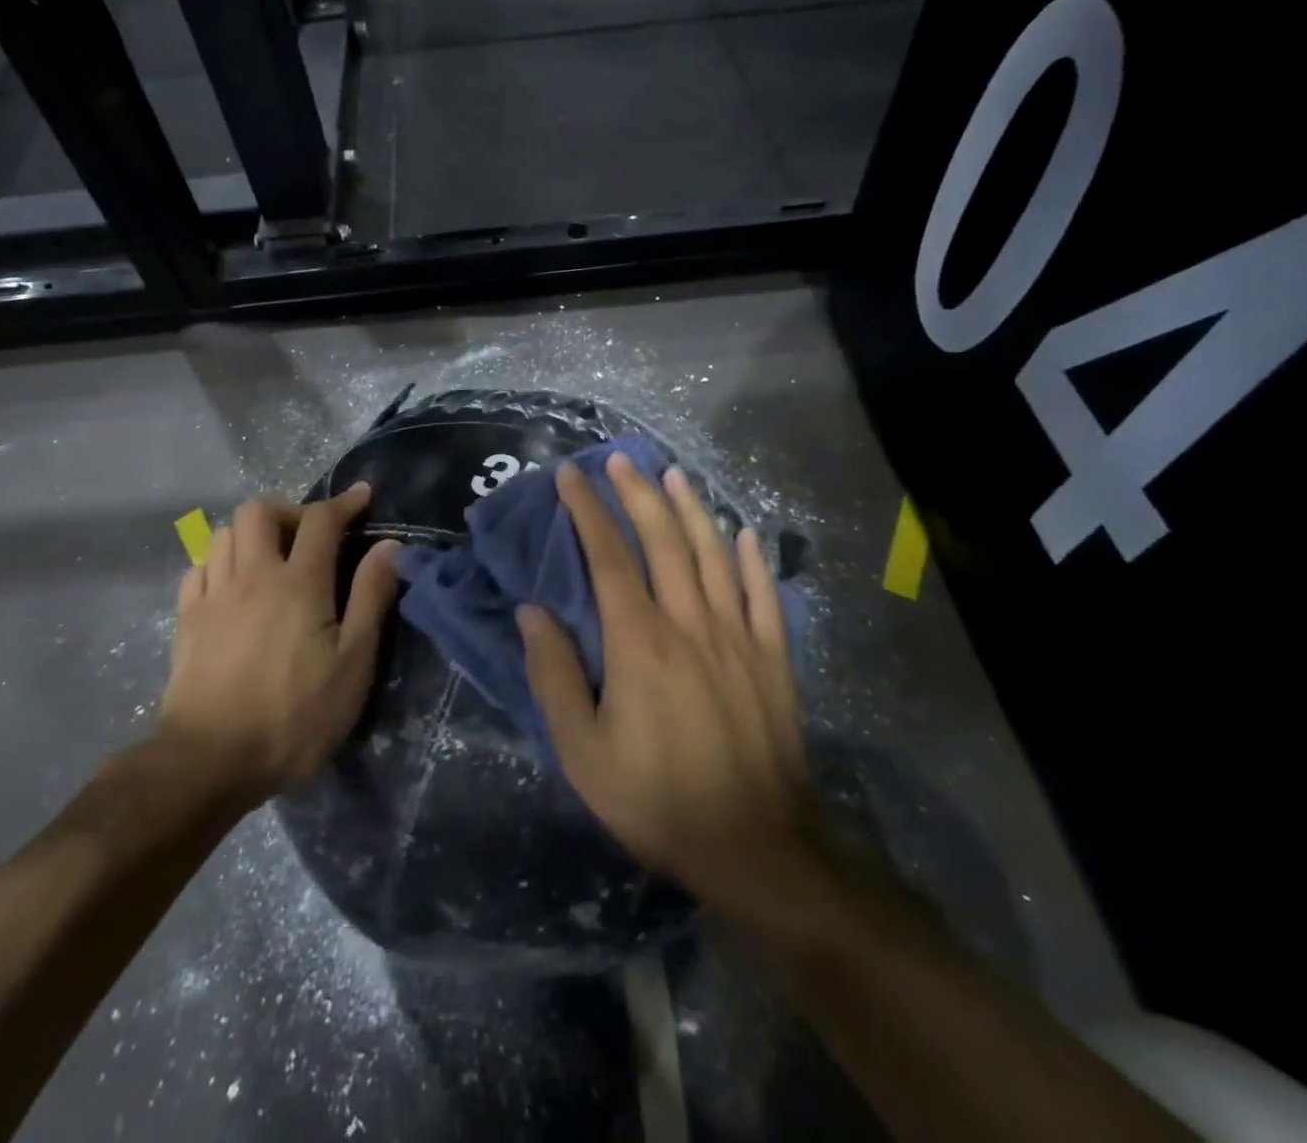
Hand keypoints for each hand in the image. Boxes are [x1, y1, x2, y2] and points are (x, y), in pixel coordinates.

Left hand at [159, 484, 400, 801]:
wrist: (208, 762)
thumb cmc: (293, 716)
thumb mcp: (352, 664)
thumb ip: (370, 598)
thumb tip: (388, 546)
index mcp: (298, 582)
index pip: (321, 520)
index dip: (344, 502)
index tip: (363, 496)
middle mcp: (251, 575)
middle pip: (259, 510)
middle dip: (290, 511)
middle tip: (311, 537)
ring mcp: (212, 596)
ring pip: (224, 533)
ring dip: (253, 533)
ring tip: (273, 558)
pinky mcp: (186, 620)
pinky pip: (199, 567)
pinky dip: (220, 562)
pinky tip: (234, 585)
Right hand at [520, 455, 816, 914]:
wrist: (754, 846)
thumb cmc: (656, 799)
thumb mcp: (583, 751)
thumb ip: (555, 675)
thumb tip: (532, 611)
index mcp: (639, 642)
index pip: (608, 558)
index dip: (587, 512)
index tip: (570, 476)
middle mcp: (690, 623)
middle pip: (663, 542)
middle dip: (638, 495)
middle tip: (620, 460)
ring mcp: (739, 637)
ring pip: (713, 556)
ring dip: (692, 510)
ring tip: (674, 475)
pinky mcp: (774, 659)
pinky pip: (764, 596)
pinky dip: (753, 560)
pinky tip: (745, 533)